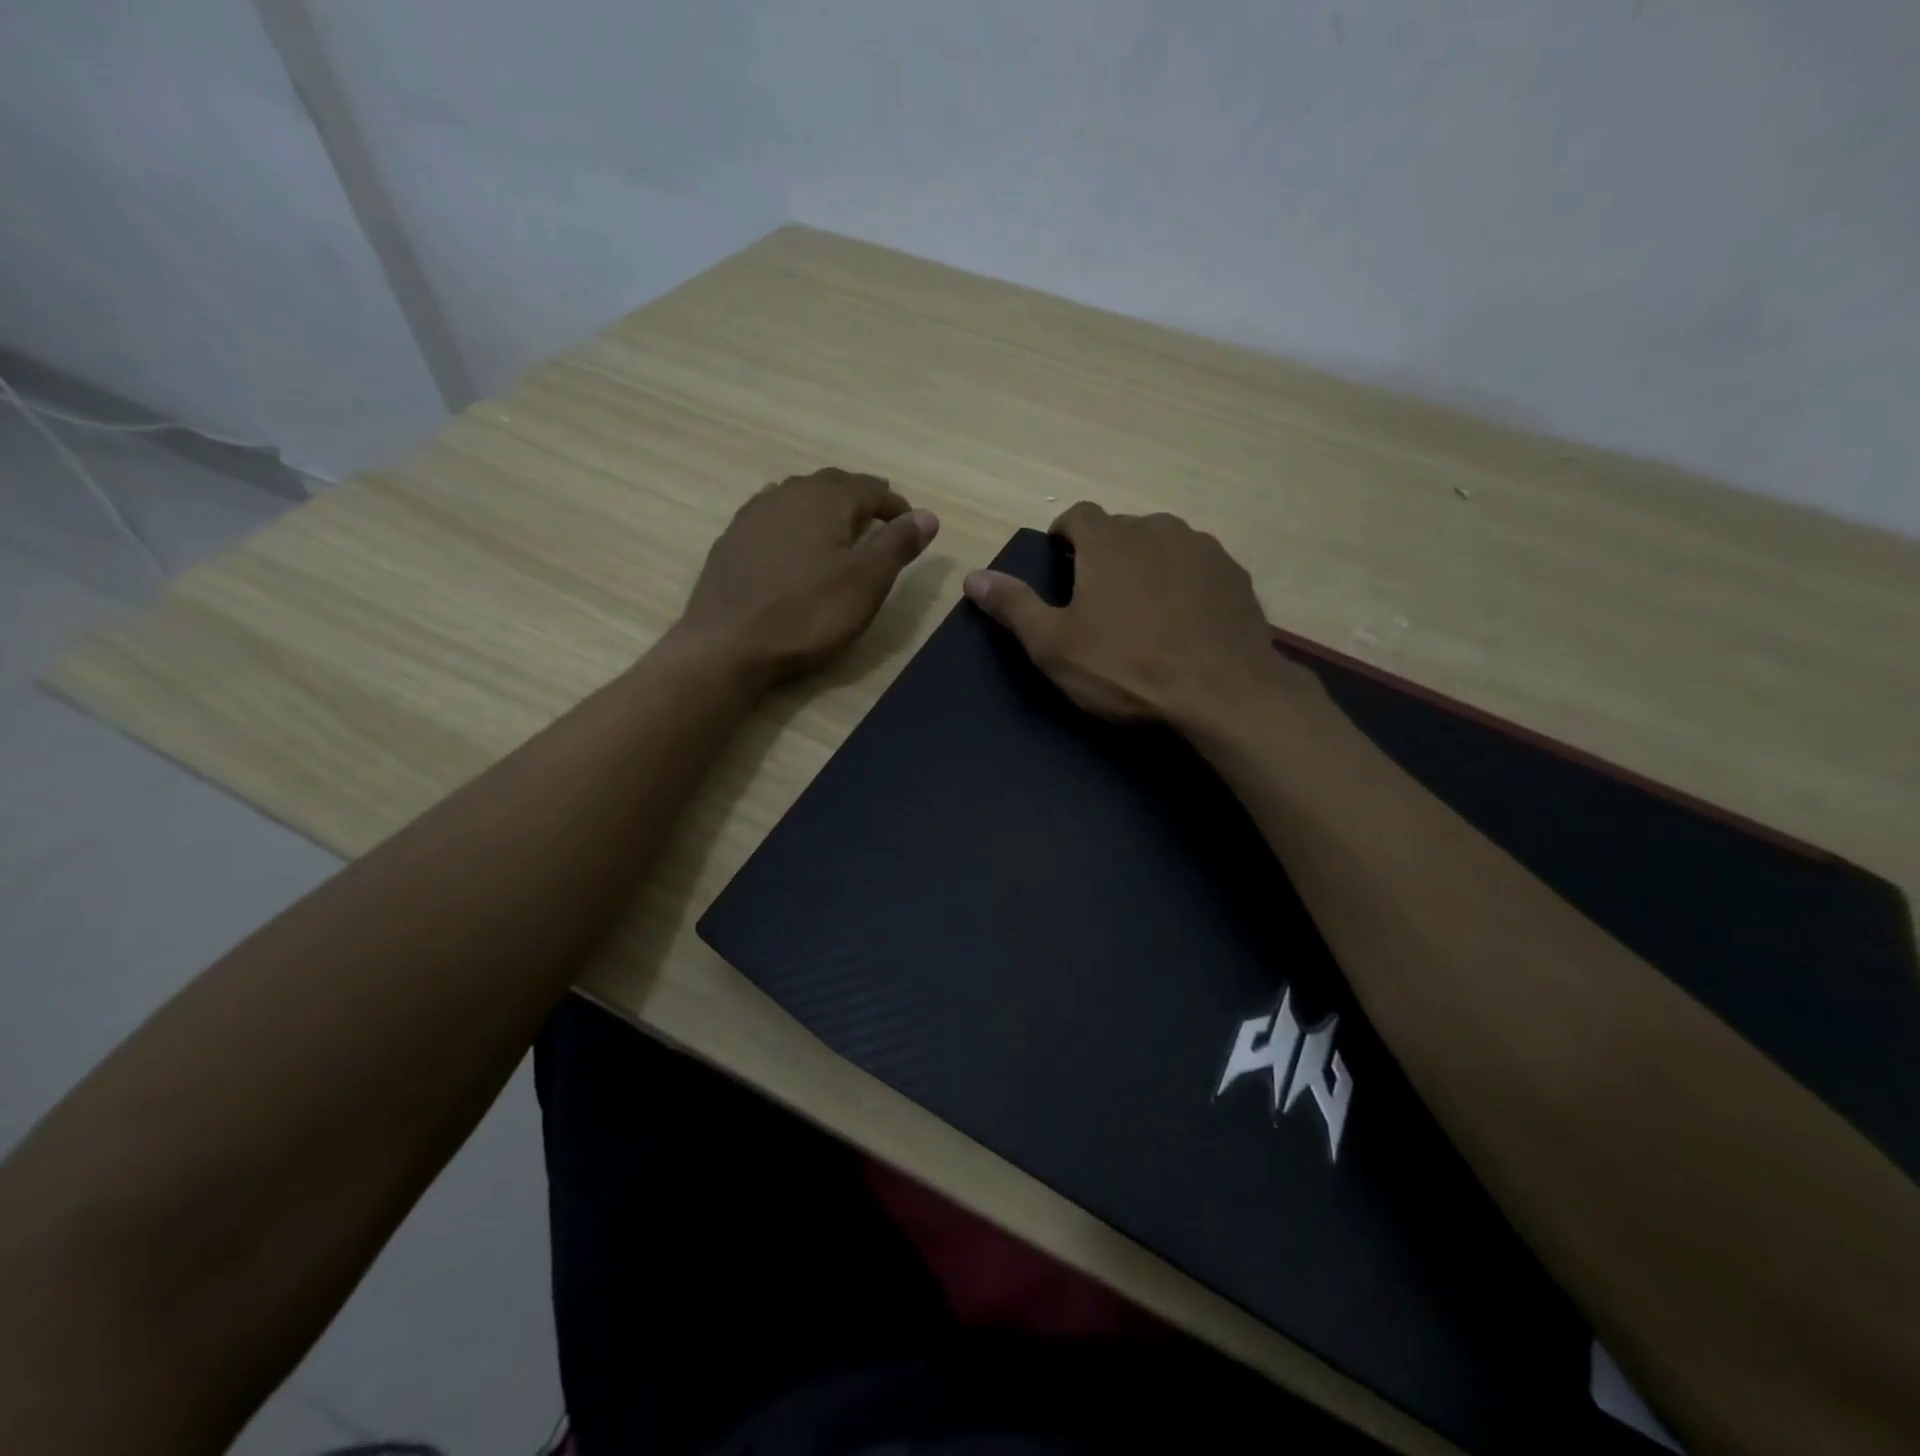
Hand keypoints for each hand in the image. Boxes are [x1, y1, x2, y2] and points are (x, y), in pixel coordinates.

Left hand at [677, 468, 938, 683]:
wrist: (729, 643)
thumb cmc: (809, 614)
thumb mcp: (867, 582)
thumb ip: (898, 544)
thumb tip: (928, 515)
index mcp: (827, 500)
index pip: (871, 489)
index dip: (895, 506)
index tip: (911, 524)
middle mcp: (789, 494)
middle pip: (833, 484)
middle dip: (860, 497)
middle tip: (879, 517)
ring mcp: (755, 514)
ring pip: (799, 495)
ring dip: (824, 504)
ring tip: (839, 526)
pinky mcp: (732, 539)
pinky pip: (772, 515)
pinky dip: (793, 520)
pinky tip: (792, 539)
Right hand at [963, 502, 1292, 729]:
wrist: (1222, 692)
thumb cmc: (1126, 667)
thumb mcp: (1054, 645)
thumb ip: (1013, 606)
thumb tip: (972, 577)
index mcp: (1108, 540)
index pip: (1078, 514)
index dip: (1064, 535)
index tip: (1060, 562)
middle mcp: (1157, 529)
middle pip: (1121, 530)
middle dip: (1105, 554)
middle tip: (1098, 599)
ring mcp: (1203, 549)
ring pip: (1163, 545)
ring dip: (1147, 566)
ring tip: (1143, 611)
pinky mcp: (1235, 576)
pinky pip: (1198, 569)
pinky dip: (1184, 584)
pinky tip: (1184, 622)